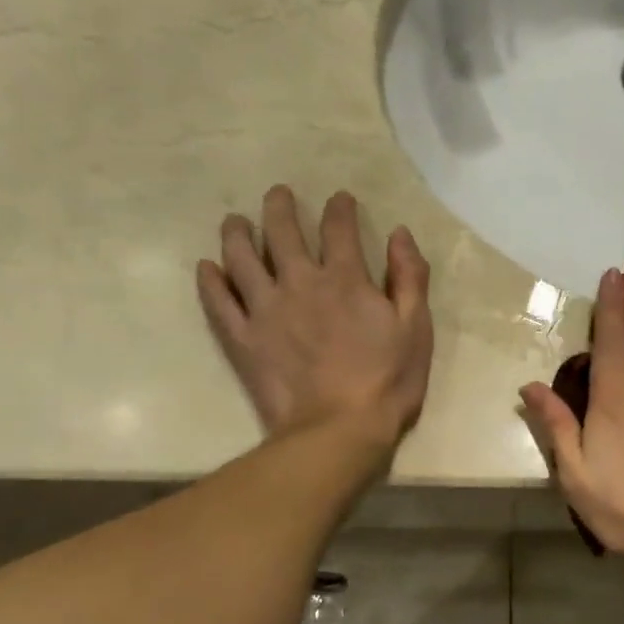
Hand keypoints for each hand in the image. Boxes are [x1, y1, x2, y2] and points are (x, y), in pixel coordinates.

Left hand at [198, 186, 432, 451]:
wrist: (340, 429)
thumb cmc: (388, 379)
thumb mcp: (416, 327)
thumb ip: (409, 277)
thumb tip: (399, 233)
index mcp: (345, 279)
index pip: (339, 229)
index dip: (339, 208)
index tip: (339, 198)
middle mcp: (300, 283)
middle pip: (283, 232)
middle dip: (280, 207)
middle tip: (278, 194)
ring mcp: (265, 310)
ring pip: (242, 258)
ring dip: (238, 234)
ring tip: (235, 222)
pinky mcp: (243, 339)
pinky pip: (219, 303)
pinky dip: (211, 281)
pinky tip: (207, 267)